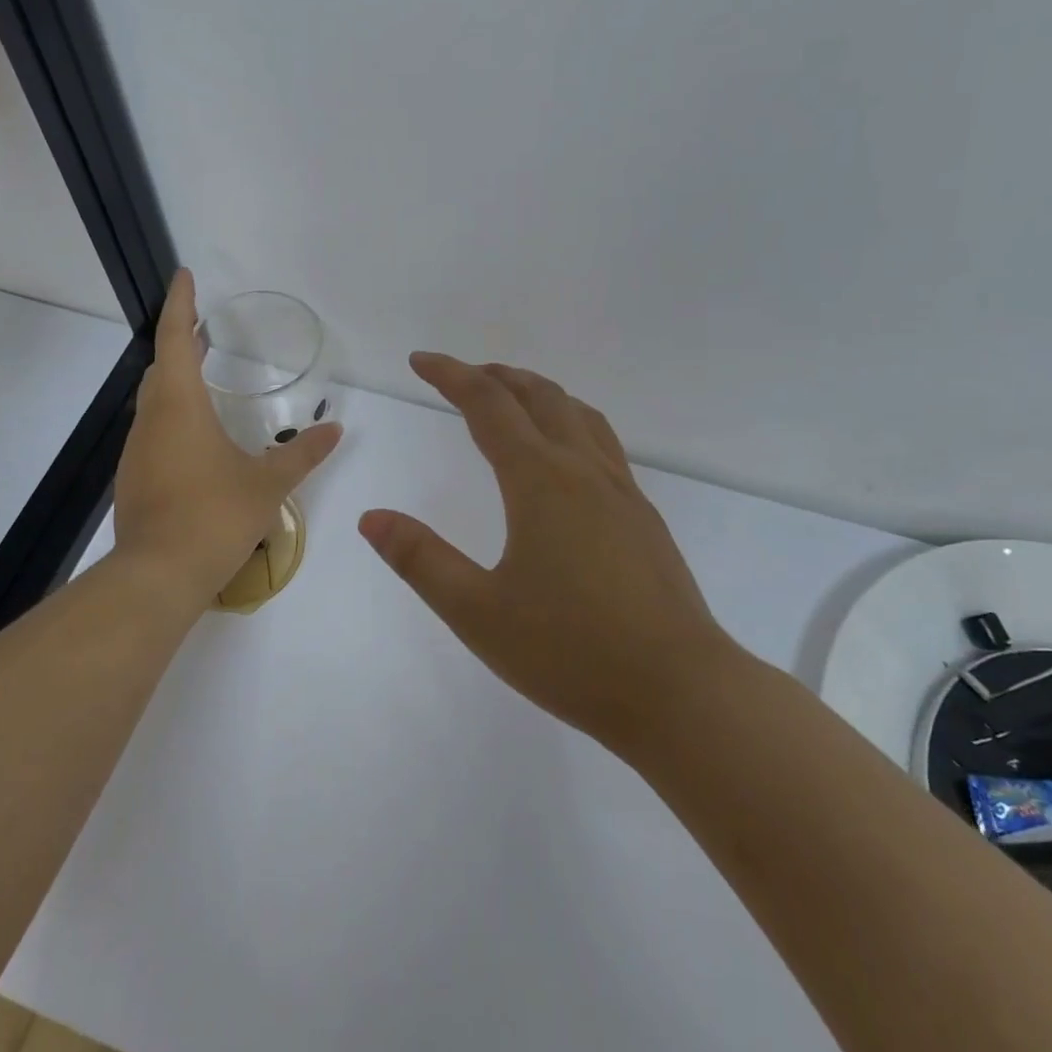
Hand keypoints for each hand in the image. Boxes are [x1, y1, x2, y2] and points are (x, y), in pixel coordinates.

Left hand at [113, 270, 341, 609]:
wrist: (158, 577)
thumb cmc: (215, 517)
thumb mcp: (268, 484)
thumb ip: (302, 455)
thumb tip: (335, 430)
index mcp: (181, 408)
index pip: (175, 340)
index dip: (180, 305)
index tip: (184, 276)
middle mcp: (152, 421)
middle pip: (161, 368)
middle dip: (179, 343)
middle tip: (203, 331)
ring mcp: (138, 452)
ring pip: (154, 402)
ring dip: (175, 382)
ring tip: (203, 378)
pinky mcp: (135, 479)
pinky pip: (154, 432)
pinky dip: (173, 417)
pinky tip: (196, 440)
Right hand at [359, 354, 733, 756]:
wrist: (680, 691)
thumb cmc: (570, 652)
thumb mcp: (477, 612)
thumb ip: (420, 559)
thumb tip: (372, 517)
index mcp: (539, 481)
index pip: (487, 405)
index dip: (450, 375)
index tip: (420, 361)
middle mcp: (583, 470)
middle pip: (538, 396)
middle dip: (495, 376)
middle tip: (460, 376)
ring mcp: (621, 491)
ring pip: (578, 413)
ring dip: (538, 393)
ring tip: (512, 398)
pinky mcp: (644, 516)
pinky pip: (602, 442)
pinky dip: (570, 421)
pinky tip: (566, 457)